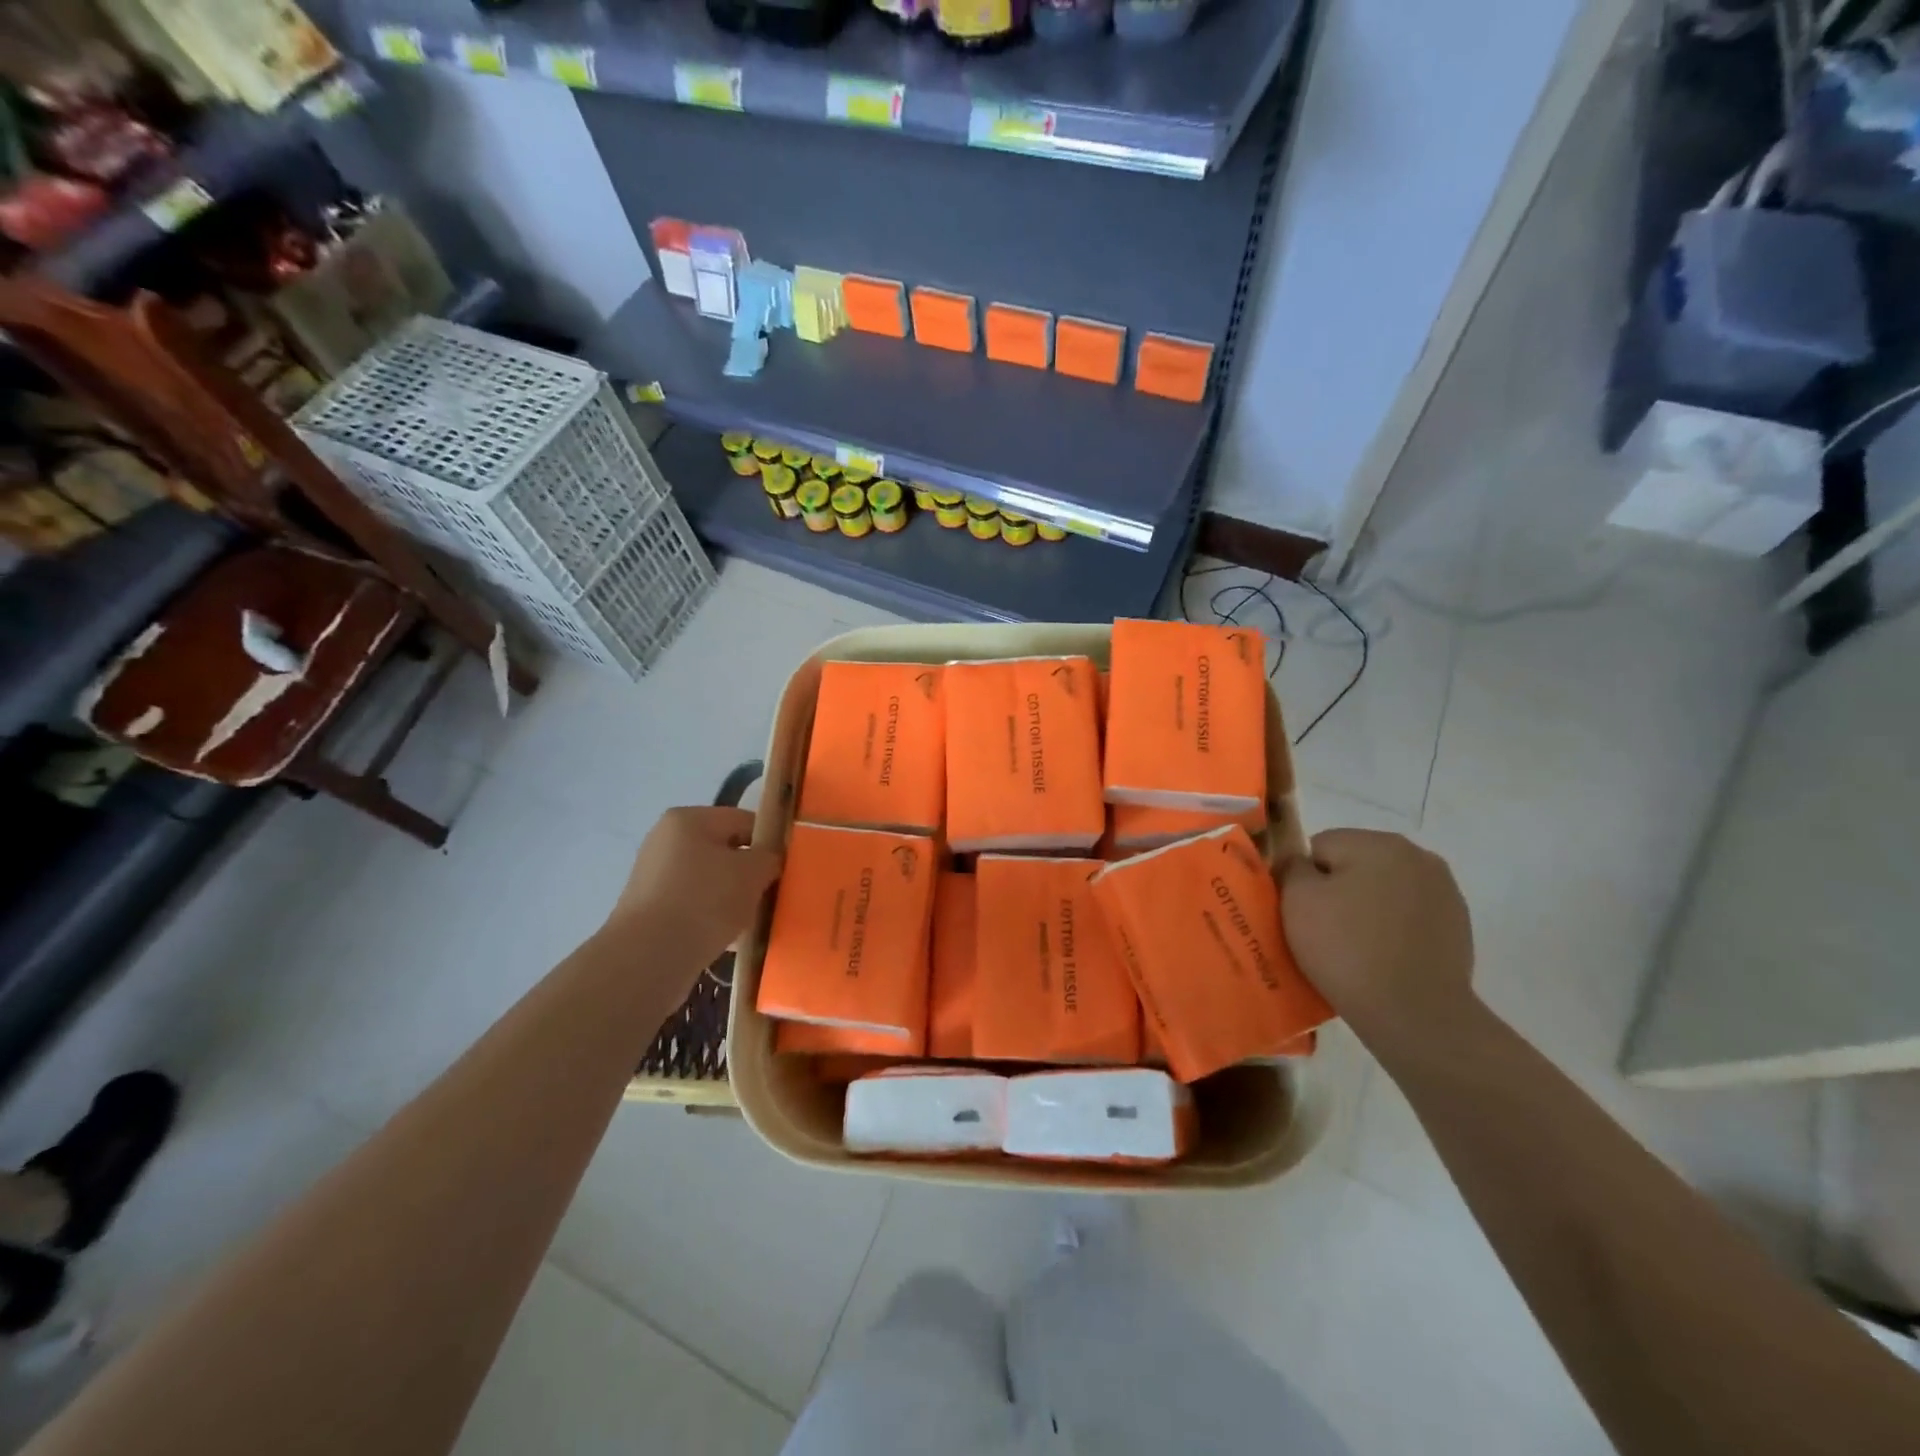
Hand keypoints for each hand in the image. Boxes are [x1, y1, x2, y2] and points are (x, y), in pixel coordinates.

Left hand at [601, 806, 782, 972]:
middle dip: (748, 874)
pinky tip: (727, 939)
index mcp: (688, 819)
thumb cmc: (705, 900)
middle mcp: (665, 841)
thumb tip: (767, 860)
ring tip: (749, 922)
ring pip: (710, 881)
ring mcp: (653, 876)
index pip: (743, 820)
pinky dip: (710, 918)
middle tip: (768, 896)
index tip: (785, 868)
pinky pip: (692, 906)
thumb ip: (769, 857)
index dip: (769, 842)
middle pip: (725, 851)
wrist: (649, 957)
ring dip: (731, 898)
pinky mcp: (648, 910)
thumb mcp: (753, 872)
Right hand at [1280, 829, 1476, 1051]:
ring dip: (1367, 907)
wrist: (1415, 1015)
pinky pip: (1408, 915)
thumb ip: (1292, 866)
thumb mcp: (1297, 900)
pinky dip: (1393, 928)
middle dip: (1338, 890)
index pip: (1320, 846)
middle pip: (1355, 864)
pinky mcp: (1458, 926)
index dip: (1304, 879)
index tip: (1303, 913)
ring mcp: (1444, 891)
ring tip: (1356, 947)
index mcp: (1379, 842)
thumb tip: (1300, 864)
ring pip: (1383, 889)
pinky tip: (1384, 957)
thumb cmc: (1347, 949)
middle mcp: (1418, 856)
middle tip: (1325, 931)